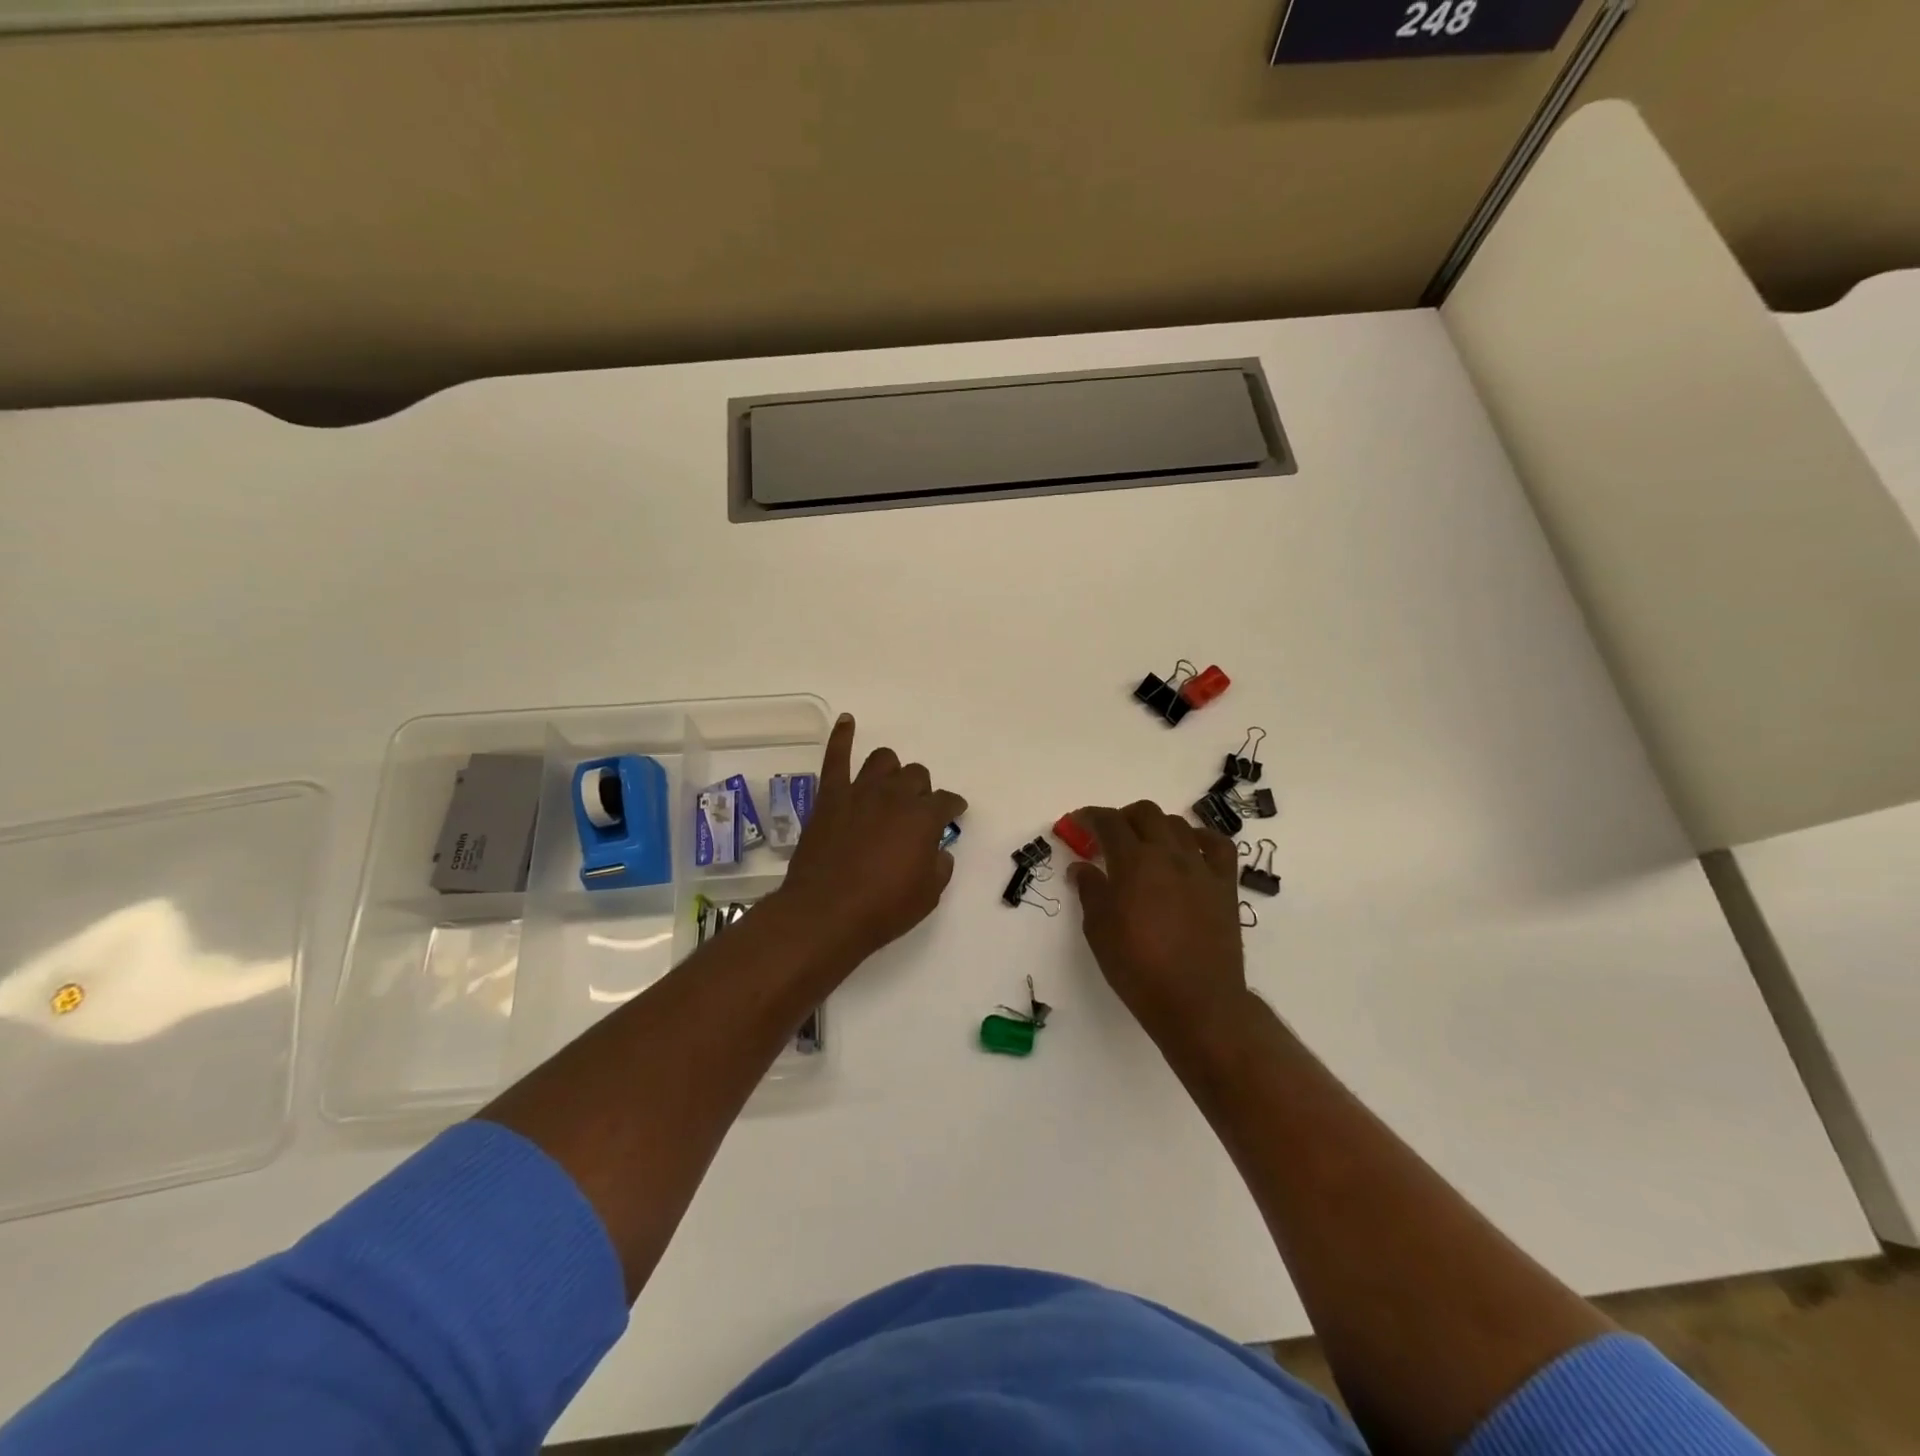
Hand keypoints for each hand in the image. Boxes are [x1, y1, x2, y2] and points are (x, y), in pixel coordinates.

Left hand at [776, 714, 967, 962]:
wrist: (826, 914)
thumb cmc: (883, 909)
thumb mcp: (928, 895)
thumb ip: (939, 865)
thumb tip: (937, 850)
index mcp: (923, 817)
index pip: (947, 801)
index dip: (953, 807)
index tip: (954, 813)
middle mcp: (894, 795)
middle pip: (916, 775)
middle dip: (921, 790)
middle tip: (915, 811)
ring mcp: (860, 792)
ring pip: (883, 760)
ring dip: (892, 769)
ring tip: (889, 783)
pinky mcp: (830, 797)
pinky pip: (836, 758)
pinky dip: (842, 736)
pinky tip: (847, 721)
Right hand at [1066, 802, 1248, 1046]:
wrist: (1197, 1001)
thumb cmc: (1138, 968)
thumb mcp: (1099, 930)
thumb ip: (1090, 891)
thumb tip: (1081, 868)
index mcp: (1133, 862)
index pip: (1108, 822)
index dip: (1090, 817)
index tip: (1077, 823)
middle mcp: (1168, 854)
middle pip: (1145, 813)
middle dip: (1123, 817)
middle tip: (1109, 837)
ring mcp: (1201, 867)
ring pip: (1178, 824)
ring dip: (1156, 826)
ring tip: (1145, 846)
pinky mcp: (1225, 885)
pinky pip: (1218, 846)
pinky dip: (1201, 839)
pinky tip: (1190, 849)